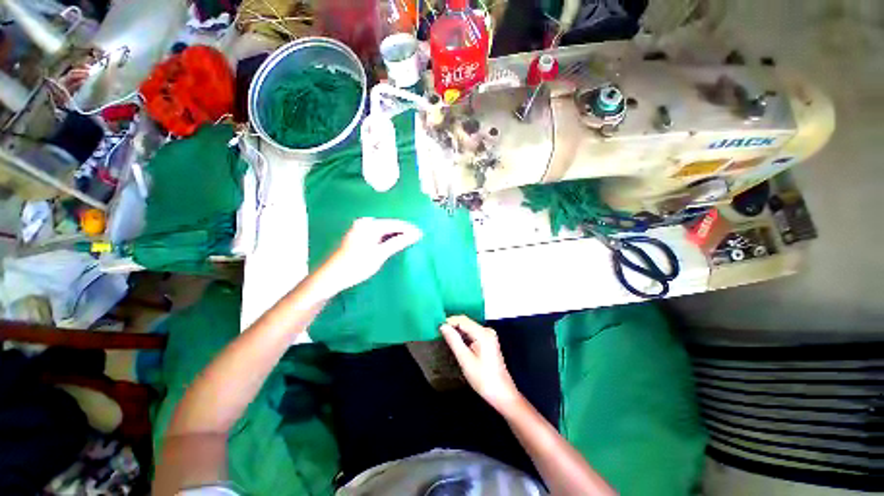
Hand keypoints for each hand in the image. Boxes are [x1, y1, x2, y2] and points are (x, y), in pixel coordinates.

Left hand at [314, 217, 421, 298]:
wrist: (332, 277)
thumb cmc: (356, 265)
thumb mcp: (380, 254)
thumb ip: (398, 242)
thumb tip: (416, 234)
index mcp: (369, 224)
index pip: (395, 223)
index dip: (409, 229)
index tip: (422, 235)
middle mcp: (364, 223)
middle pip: (389, 225)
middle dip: (403, 232)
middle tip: (417, 238)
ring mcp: (360, 229)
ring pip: (384, 230)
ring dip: (396, 236)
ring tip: (409, 241)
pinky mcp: (359, 237)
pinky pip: (378, 234)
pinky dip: (387, 239)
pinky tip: (394, 244)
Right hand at [440, 315, 522, 412]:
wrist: (502, 394)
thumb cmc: (483, 379)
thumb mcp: (465, 360)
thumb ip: (454, 341)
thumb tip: (443, 326)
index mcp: (483, 333)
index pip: (462, 320)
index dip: (449, 321)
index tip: (436, 327)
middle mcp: (487, 330)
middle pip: (466, 322)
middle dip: (452, 326)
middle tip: (438, 333)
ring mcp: (489, 335)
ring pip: (468, 328)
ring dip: (457, 331)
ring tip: (444, 337)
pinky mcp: (488, 341)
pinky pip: (472, 334)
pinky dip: (463, 336)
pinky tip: (456, 343)